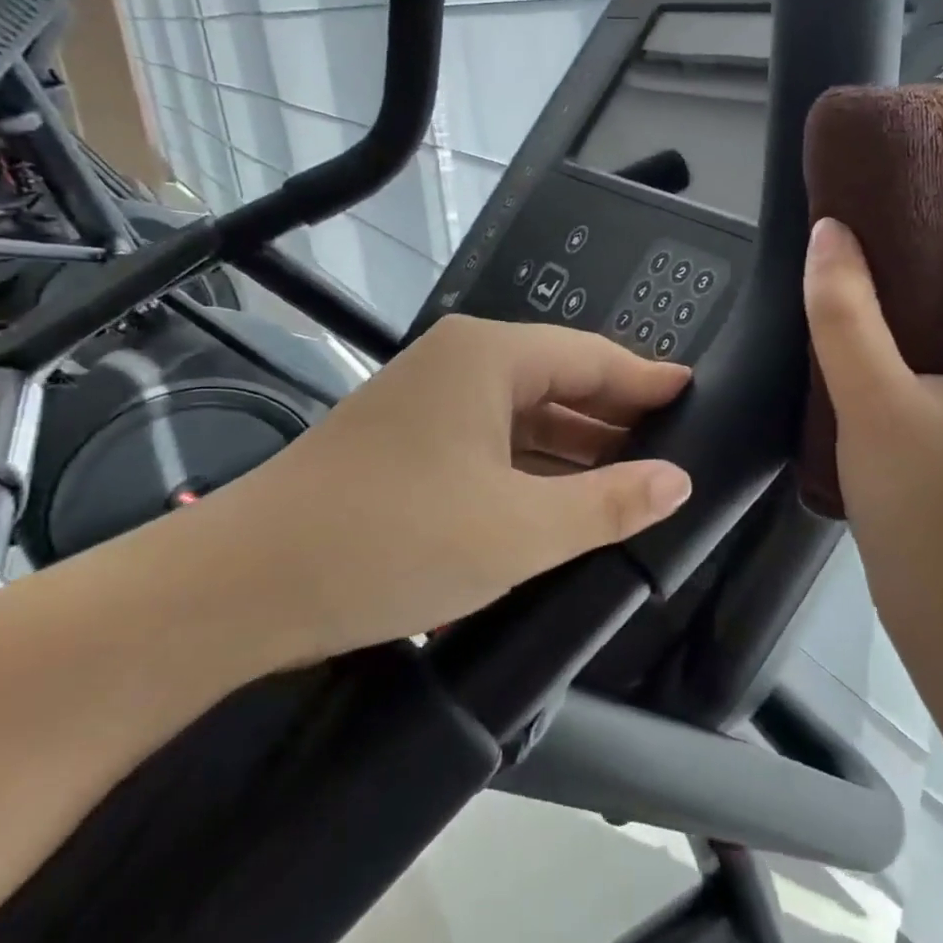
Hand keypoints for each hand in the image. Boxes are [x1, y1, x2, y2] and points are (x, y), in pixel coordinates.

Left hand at [192, 315, 692, 660]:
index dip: (649, 382)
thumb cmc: (390, 540)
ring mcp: (428, 403)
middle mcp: (459, 364)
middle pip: (559, 382)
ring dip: (573, 452)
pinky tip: (561, 505)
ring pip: (523, 418)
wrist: (244, 585)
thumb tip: (678, 480)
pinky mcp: (407, 443)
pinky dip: (530, 471)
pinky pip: (490, 445)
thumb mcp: (517, 529)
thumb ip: (607, 504)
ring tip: (631, 487)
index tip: (698, 398)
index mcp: (488, 357)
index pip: (593, 357)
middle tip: (675, 456)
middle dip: (615, 421)